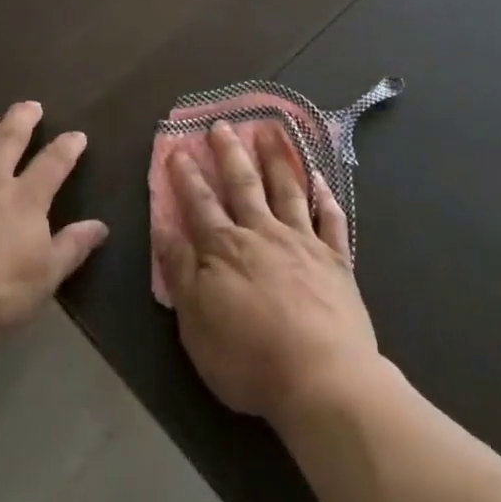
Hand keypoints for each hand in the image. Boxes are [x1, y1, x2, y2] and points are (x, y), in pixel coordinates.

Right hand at [155, 121, 378, 426]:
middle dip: (230, 153)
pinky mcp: (336, 259)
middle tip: (223, 125)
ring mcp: (303, 243)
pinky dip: (325, 196)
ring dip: (277, 158)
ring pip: (287, 190)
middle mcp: (264, 234)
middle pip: (244, 185)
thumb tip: (164, 229)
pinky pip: (331, 219)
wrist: (322, 376)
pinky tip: (320, 178)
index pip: (200, 204)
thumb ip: (181, 272)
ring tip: (271, 130)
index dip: (186, 176)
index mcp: (226, 249)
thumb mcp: (196, 322)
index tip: (178, 148)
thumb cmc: (249, 357)